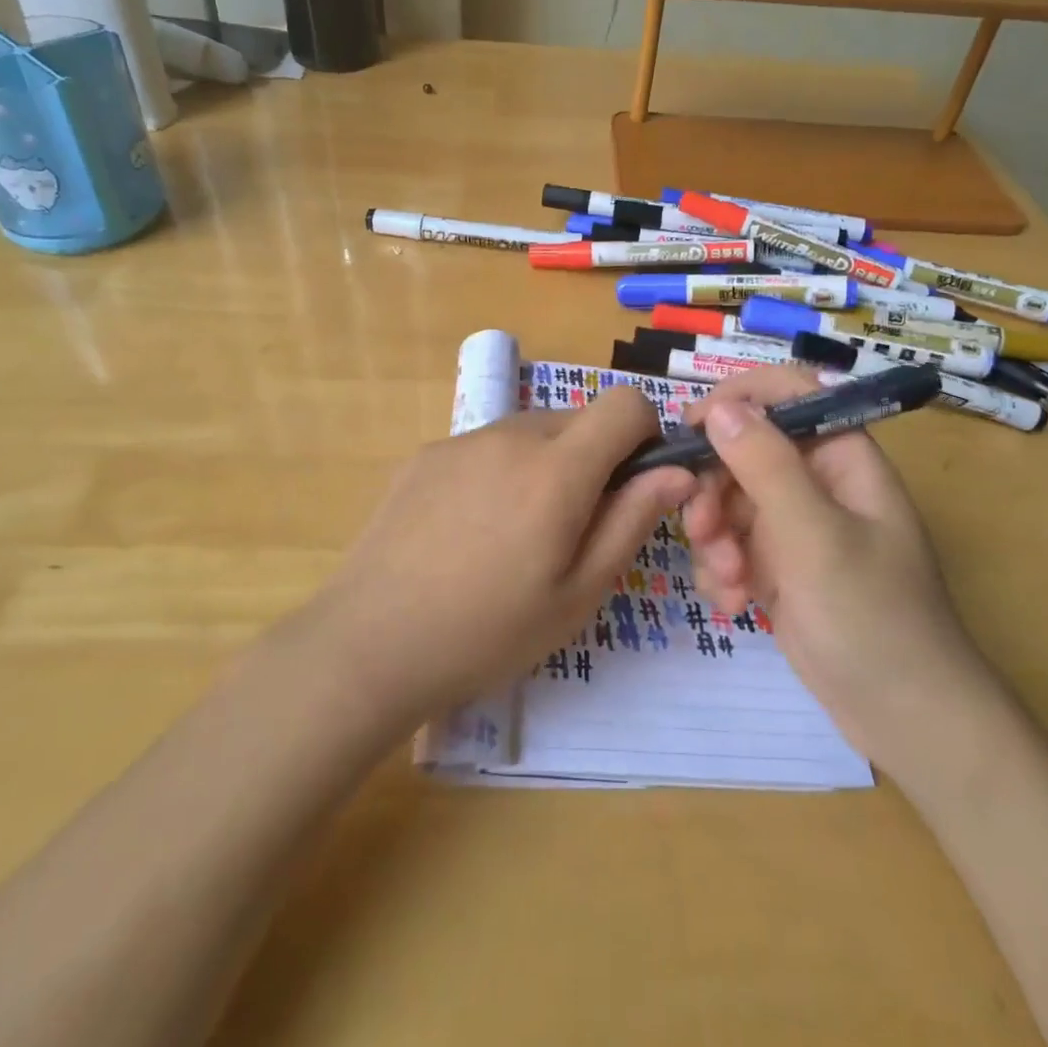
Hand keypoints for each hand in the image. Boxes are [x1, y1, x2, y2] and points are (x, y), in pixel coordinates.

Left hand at [315, 387, 694, 721]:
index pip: (624, 403)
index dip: (643, 433)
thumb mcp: (578, 592)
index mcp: (557, 468)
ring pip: (529, 433)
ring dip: (544, 465)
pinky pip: (485, 447)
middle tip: (571, 528)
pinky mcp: (425, 455)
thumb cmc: (489, 631)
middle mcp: (510, 435)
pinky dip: (499, 472)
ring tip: (515, 535)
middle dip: (593, 459)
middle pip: (576, 420)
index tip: (633, 483)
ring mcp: (461, 441)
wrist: (370, 643)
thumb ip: (632, 521)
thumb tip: (677, 472)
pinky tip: (468, 531)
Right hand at [682, 367, 991, 765]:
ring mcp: (794, 526)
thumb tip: (722, 407)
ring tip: (729, 582)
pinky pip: (730, 545)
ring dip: (715, 538)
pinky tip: (734, 605)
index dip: (738, 399)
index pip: (787, 394)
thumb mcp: (815, 536)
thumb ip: (766, 465)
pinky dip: (723, 571)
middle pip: (744, 451)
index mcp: (842, 457)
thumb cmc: (872, 616)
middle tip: (702, 529)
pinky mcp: (776, 567)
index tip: (692, 429)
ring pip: (728, 501)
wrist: (903, 716)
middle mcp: (816, 482)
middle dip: (714, 490)